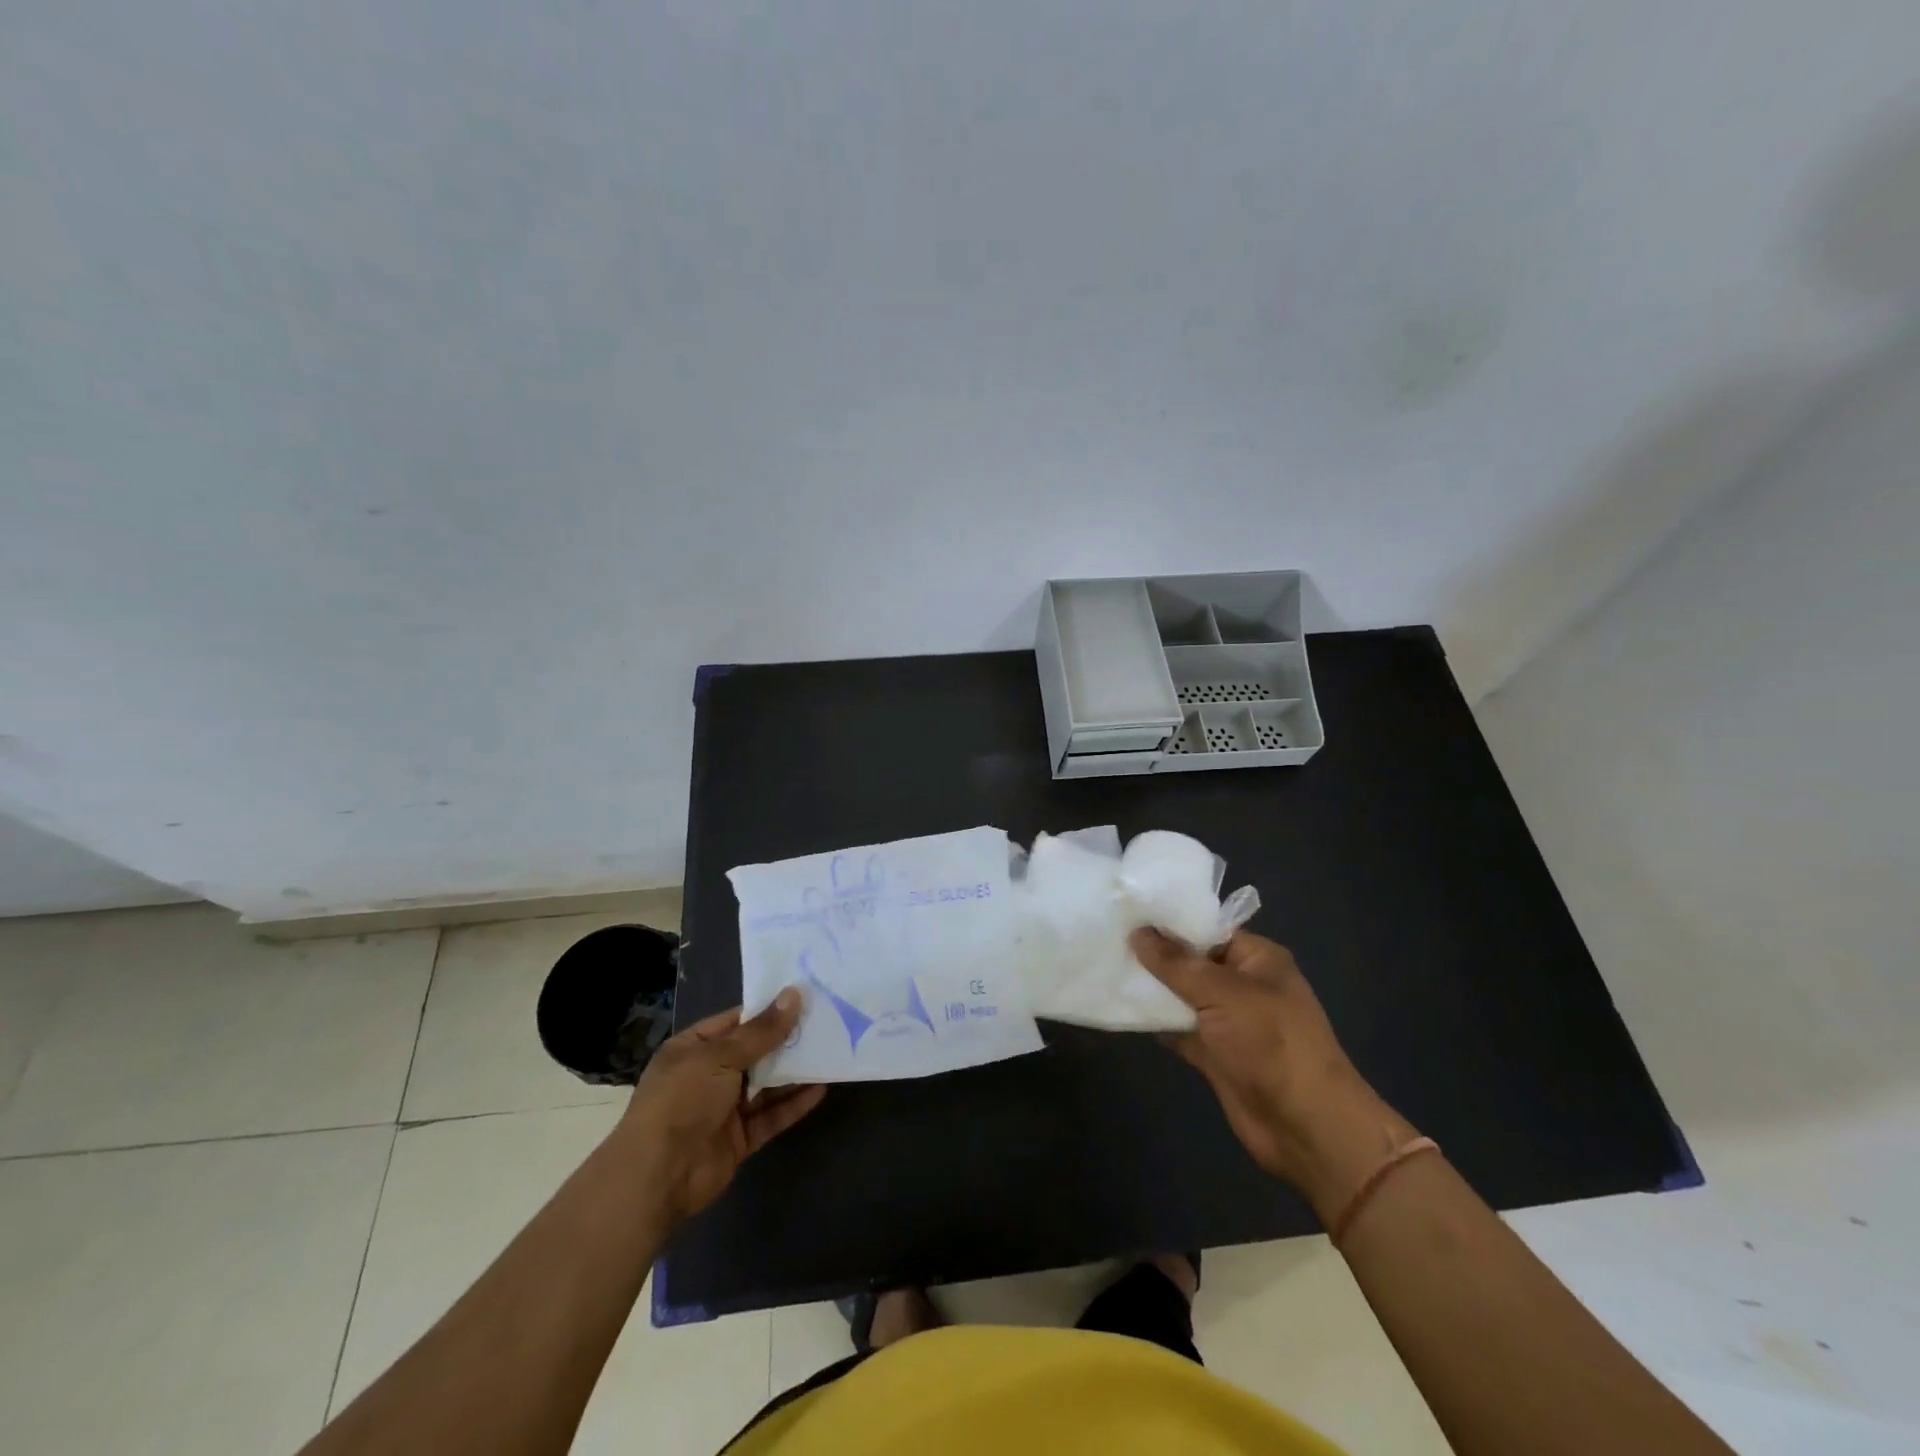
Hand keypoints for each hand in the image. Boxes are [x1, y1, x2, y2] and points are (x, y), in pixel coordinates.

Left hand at [619, 989, 825, 1224]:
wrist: (658, 1177)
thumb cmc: (683, 1101)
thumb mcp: (721, 1057)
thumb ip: (762, 1031)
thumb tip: (794, 995)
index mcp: (693, 1049)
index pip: (736, 1022)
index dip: (768, 1010)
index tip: (804, 997)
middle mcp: (708, 1076)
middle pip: (755, 1052)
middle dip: (787, 1040)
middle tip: (827, 1022)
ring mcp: (723, 1109)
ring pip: (766, 1085)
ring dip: (794, 1072)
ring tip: (830, 1052)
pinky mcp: (738, 1139)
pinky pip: (770, 1116)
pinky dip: (793, 1104)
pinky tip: (820, 1090)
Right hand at [1130, 928, 1417, 1220]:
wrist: (1305, 1127)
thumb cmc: (1271, 1044)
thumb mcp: (1222, 993)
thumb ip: (1176, 963)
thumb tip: (1138, 932)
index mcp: (1257, 959)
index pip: (1208, 929)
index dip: (1170, 921)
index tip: (1127, 911)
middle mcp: (1243, 984)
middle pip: (1192, 961)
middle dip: (1154, 954)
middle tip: (1107, 936)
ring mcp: (1228, 1021)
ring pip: (1182, 996)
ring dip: (1151, 988)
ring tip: (1106, 966)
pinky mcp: (1215, 1053)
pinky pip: (1179, 1029)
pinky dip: (1156, 1022)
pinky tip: (1121, 1008)